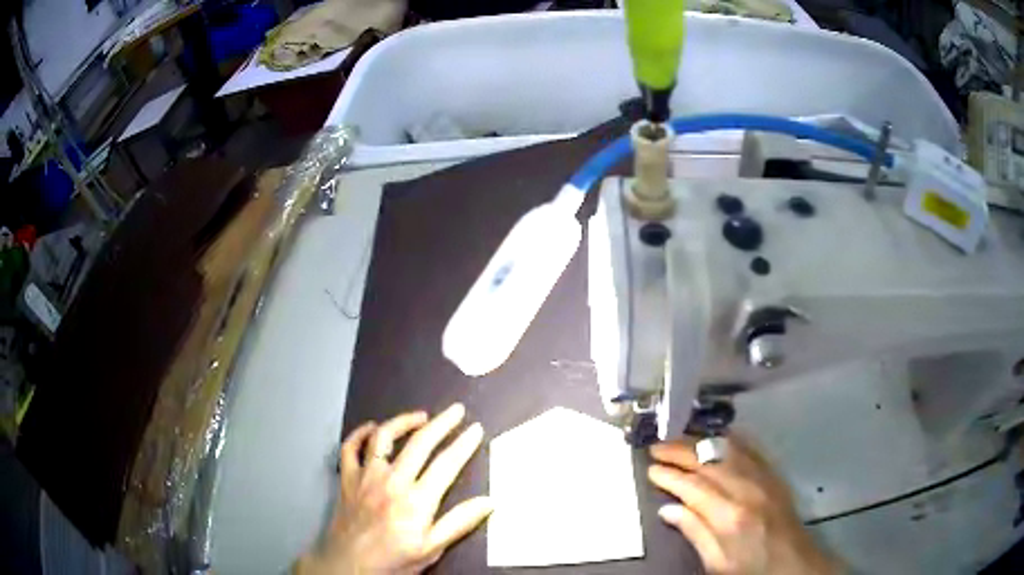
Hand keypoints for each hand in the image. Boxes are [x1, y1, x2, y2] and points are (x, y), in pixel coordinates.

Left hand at [297, 403, 491, 574]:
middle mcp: (392, 481)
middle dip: (442, 423)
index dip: (464, 444)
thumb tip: (489, 501)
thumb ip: (459, 523)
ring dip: (403, 421)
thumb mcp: (431, 549)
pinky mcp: (347, 478)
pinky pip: (350, 448)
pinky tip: (371, 428)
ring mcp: (366, 477)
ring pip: (383, 437)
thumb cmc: (393, 561)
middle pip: (420, 443)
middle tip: (456, 410)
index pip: (447, 464)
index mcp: (417, 500)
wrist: (347, 566)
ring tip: (420, 416)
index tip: (476, 429)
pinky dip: (360, 434)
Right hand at [648, 435, 839, 574]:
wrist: (793, 563)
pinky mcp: (774, 474)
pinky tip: (716, 436)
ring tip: (678, 439)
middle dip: (679, 452)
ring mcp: (763, 478)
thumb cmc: (750, 567)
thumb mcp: (716, 563)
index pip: (693, 487)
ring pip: (727, 449)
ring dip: (699, 441)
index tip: (650, 469)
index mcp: (729, 516)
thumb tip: (667, 509)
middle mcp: (746, 489)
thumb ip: (694, 532)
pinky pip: (750, 448)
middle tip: (656, 447)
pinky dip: (729, 440)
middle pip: (707, 462)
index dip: (669, 476)